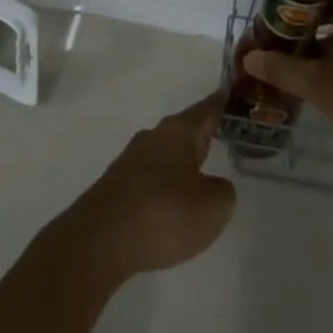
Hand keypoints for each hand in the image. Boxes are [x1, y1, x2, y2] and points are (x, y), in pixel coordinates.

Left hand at [55, 93, 236, 282]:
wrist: (100, 240)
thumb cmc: (164, 213)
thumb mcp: (212, 206)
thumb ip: (222, 191)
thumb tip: (212, 185)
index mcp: (179, 132)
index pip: (206, 109)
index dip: (221, 102)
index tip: (232, 92)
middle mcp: (154, 137)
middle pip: (184, 129)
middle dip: (201, 133)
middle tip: (223, 133)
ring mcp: (131, 161)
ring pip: (165, 153)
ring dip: (181, 161)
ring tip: (199, 173)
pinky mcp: (116, 187)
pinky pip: (150, 177)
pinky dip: (164, 184)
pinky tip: (169, 204)